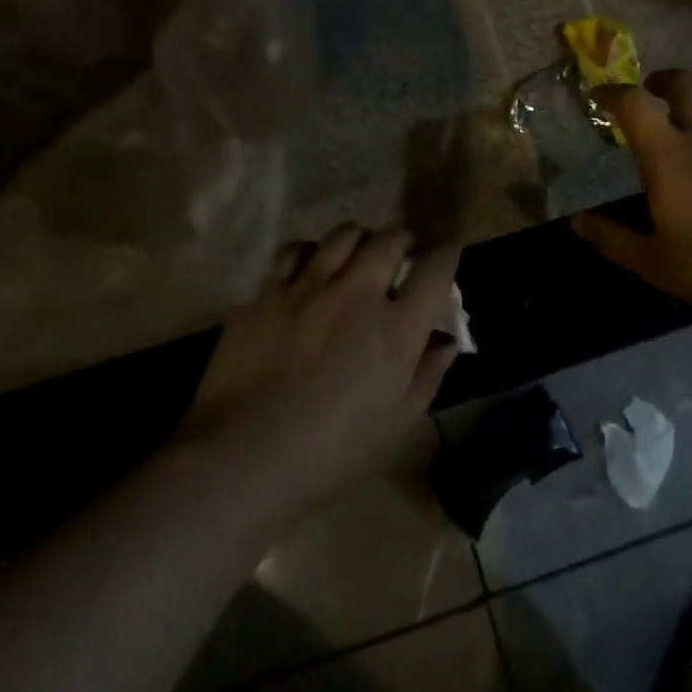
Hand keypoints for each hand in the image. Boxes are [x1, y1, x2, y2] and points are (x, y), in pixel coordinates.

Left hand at [176, 225, 460, 517]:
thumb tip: (446, 342)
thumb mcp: (396, 423)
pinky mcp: (268, 292)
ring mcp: (308, 287)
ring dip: (360, 238)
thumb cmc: (332, 452)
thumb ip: (427, 375)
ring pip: (343, 235)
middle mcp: (356, 294)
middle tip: (403, 252)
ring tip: (358, 252)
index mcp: (396, 328)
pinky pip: (294, 252)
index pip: (435, 270)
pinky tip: (310, 267)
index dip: (447, 254)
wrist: (243, 456)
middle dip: (404, 238)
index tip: (447, 254)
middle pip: (390, 239)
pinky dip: (311, 252)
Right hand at [574, 68, 691, 315]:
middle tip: (651, 92)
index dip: (612, 93)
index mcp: (671, 157)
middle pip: (685, 84)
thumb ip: (613, 240)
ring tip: (690, 136)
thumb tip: (578, 223)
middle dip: (662, 80)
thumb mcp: (655, 264)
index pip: (635, 104)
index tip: (600, 96)